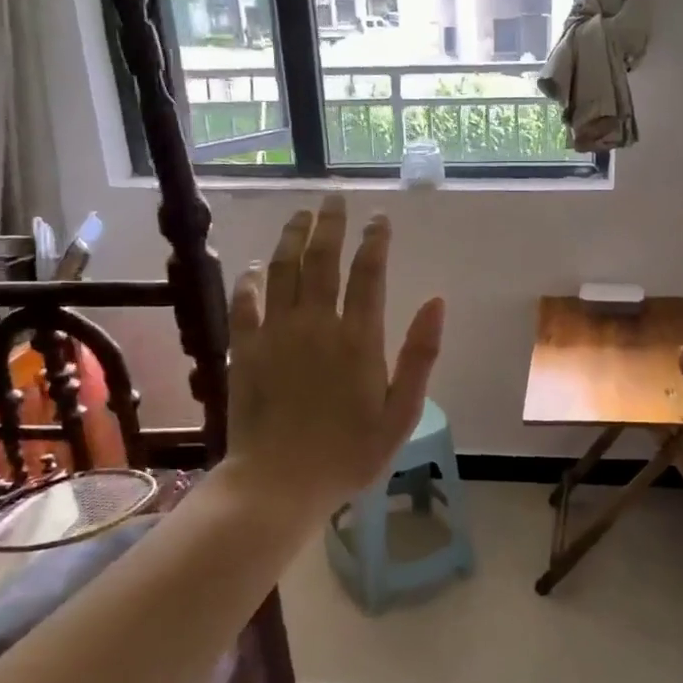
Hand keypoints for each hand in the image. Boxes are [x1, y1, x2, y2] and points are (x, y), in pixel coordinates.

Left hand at [224, 195, 445, 517]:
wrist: (280, 483)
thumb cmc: (349, 454)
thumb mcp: (401, 413)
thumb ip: (420, 356)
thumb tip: (437, 302)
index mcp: (358, 339)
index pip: (368, 274)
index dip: (375, 241)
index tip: (379, 219)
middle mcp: (316, 325)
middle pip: (322, 261)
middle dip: (331, 225)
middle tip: (334, 200)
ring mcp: (275, 334)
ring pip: (282, 271)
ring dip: (292, 239)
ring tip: (300, 216)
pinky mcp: (244, 351)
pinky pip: (245, 304)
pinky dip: (250, 281)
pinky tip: (254, 268)